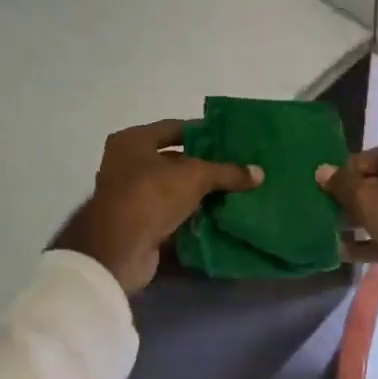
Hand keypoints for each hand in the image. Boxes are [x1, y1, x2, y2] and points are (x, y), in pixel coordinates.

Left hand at [54, 119, 262, 294]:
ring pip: (173, 190)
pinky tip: (218, 217)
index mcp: (132, 141)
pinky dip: (190, 217)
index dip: (202, 132)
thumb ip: (227, 172)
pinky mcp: (137, 225)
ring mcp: (129, 197)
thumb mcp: (195, 176)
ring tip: (234, 193)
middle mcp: (126, 164)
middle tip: (236, 167)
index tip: (228, 139)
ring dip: (198, 194)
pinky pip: (170, 215)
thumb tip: (259, 173)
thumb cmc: (151, 195)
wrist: (118, 250)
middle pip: (173, 160)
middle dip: (203, 166)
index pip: (173, 128)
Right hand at [316, 146, 377, 314]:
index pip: (371, 157)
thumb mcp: (369, 198)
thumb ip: (343, 184)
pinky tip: (340, 251)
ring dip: (355, 220)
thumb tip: (321, 171)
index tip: (322, 184)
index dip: (345, 170)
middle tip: (321, 206)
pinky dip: (366, 242)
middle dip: (348, 196)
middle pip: (376, 184)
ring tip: (326, 228)